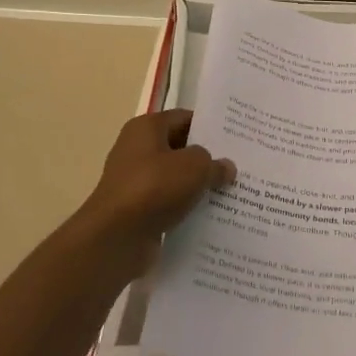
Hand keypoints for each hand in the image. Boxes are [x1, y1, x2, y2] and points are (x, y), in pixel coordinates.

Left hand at [78, 109, 234, 252]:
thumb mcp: (194, 167)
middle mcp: (137, 150)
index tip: (236, 139)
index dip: (210, 127)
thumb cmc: (154, 187)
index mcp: (146, 128)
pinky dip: (186, 208)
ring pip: (176, 179)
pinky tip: (212, 216)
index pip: (184, 119)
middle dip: (207, 159)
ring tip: (231, 193)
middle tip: (239, 167)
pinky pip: (169, 203)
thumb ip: (213, 163)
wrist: (117, 237)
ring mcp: (135, 181)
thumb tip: (225, 167)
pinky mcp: (137, 210)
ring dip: (198, 187)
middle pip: (180, 149)